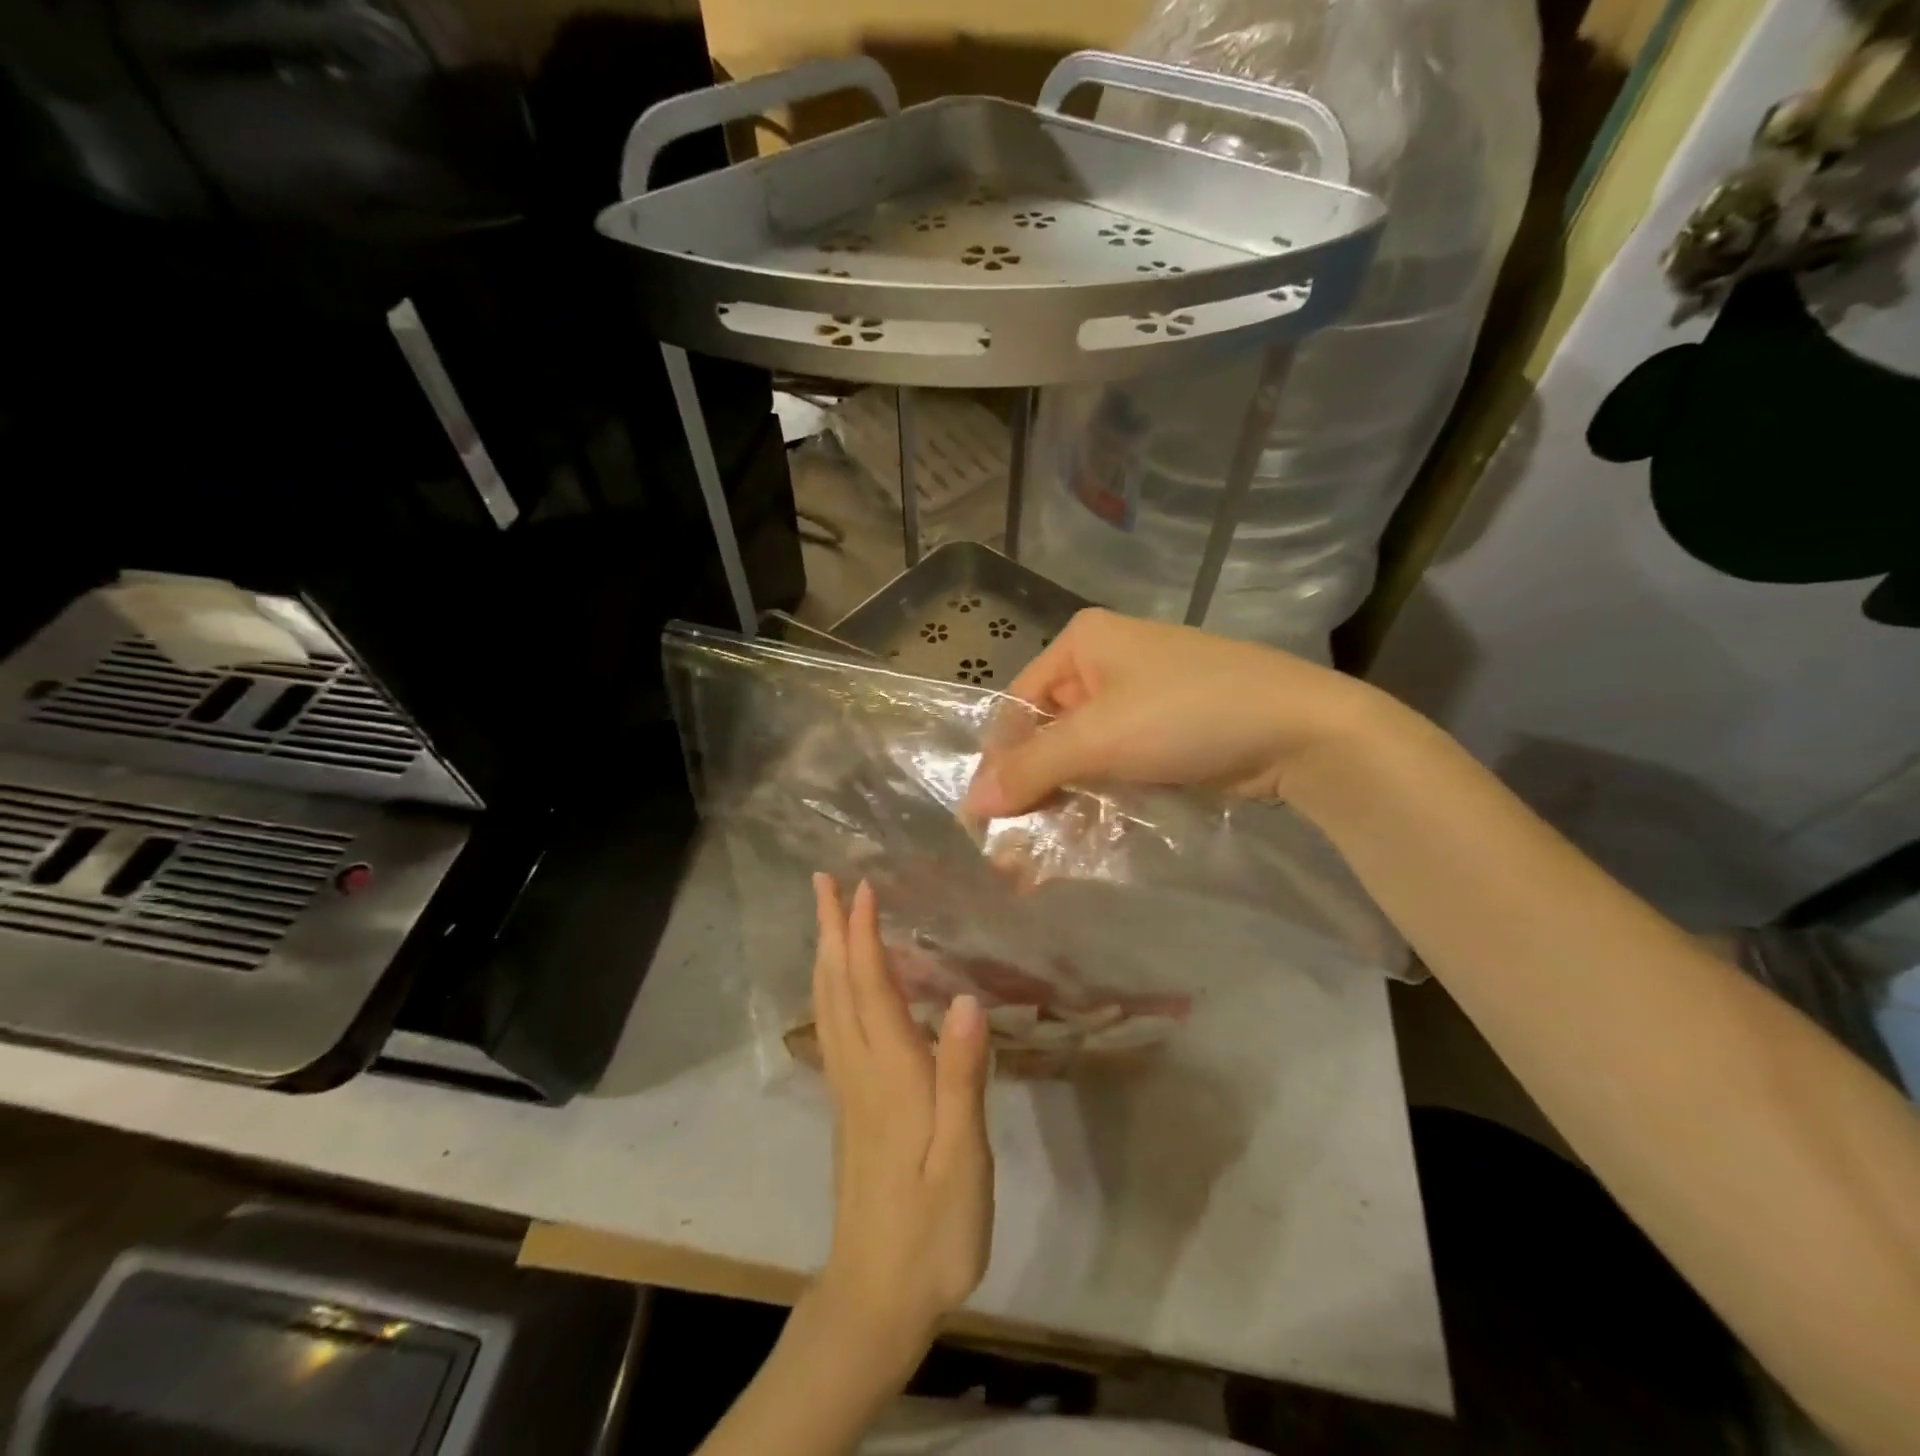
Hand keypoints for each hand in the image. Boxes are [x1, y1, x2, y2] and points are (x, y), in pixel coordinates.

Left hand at [810, 875, 992, 1358]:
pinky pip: (833, 1029)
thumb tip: (966, 999)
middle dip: (830, 930)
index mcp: (891, 1074)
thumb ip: (962, 1078)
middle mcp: (861, 1071)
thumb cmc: (932, 1230)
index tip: (861, 886)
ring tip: (826, 920)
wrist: (877, 1298)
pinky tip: (841, 988)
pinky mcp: (849, 1108)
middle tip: (822, 882)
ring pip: (828, 1006)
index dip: (865, 935)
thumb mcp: (962, 1159)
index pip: (872, 988)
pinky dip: (832, 991)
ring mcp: (849, 1090)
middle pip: (838, 987)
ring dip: (826, 955)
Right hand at [964, 608, 1385, 817]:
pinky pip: (1114, 765)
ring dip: (1061, 802)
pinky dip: (1097, 799)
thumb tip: (970, 803)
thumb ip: (1032, 768)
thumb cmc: (1188, 714)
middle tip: (1012, 849)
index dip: (1000, 761)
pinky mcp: (1164, 732)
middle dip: (1030, 790)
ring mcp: (1138, 699)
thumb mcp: (1101, 737)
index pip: (1018, 705)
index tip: (986, 819)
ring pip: (1080, 754)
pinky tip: (1081, 839)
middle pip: (1048, 732)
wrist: (1301, 729)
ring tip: (1038, 858)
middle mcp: (1104, 663)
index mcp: (1082, 642)